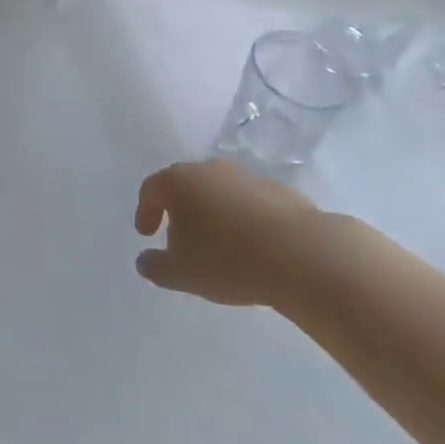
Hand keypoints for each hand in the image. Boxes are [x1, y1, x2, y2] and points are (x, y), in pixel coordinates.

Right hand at [134, 160, 319, 306]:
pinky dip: (243, 219)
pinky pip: (249, 203)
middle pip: (186, 185)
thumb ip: (156, 267)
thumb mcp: (182, 273)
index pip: (152, 188)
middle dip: (180, 211)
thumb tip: (144, 261)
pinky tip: (252, 247)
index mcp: (180, 181)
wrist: (300, 254)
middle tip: (180, 240)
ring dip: (213, 213)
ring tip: (219, 246)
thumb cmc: (228, 260)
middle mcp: (210, 170)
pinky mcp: (279, 191)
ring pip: (220, 192)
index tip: (146, 234)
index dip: (145, 211)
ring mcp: (246, 177)